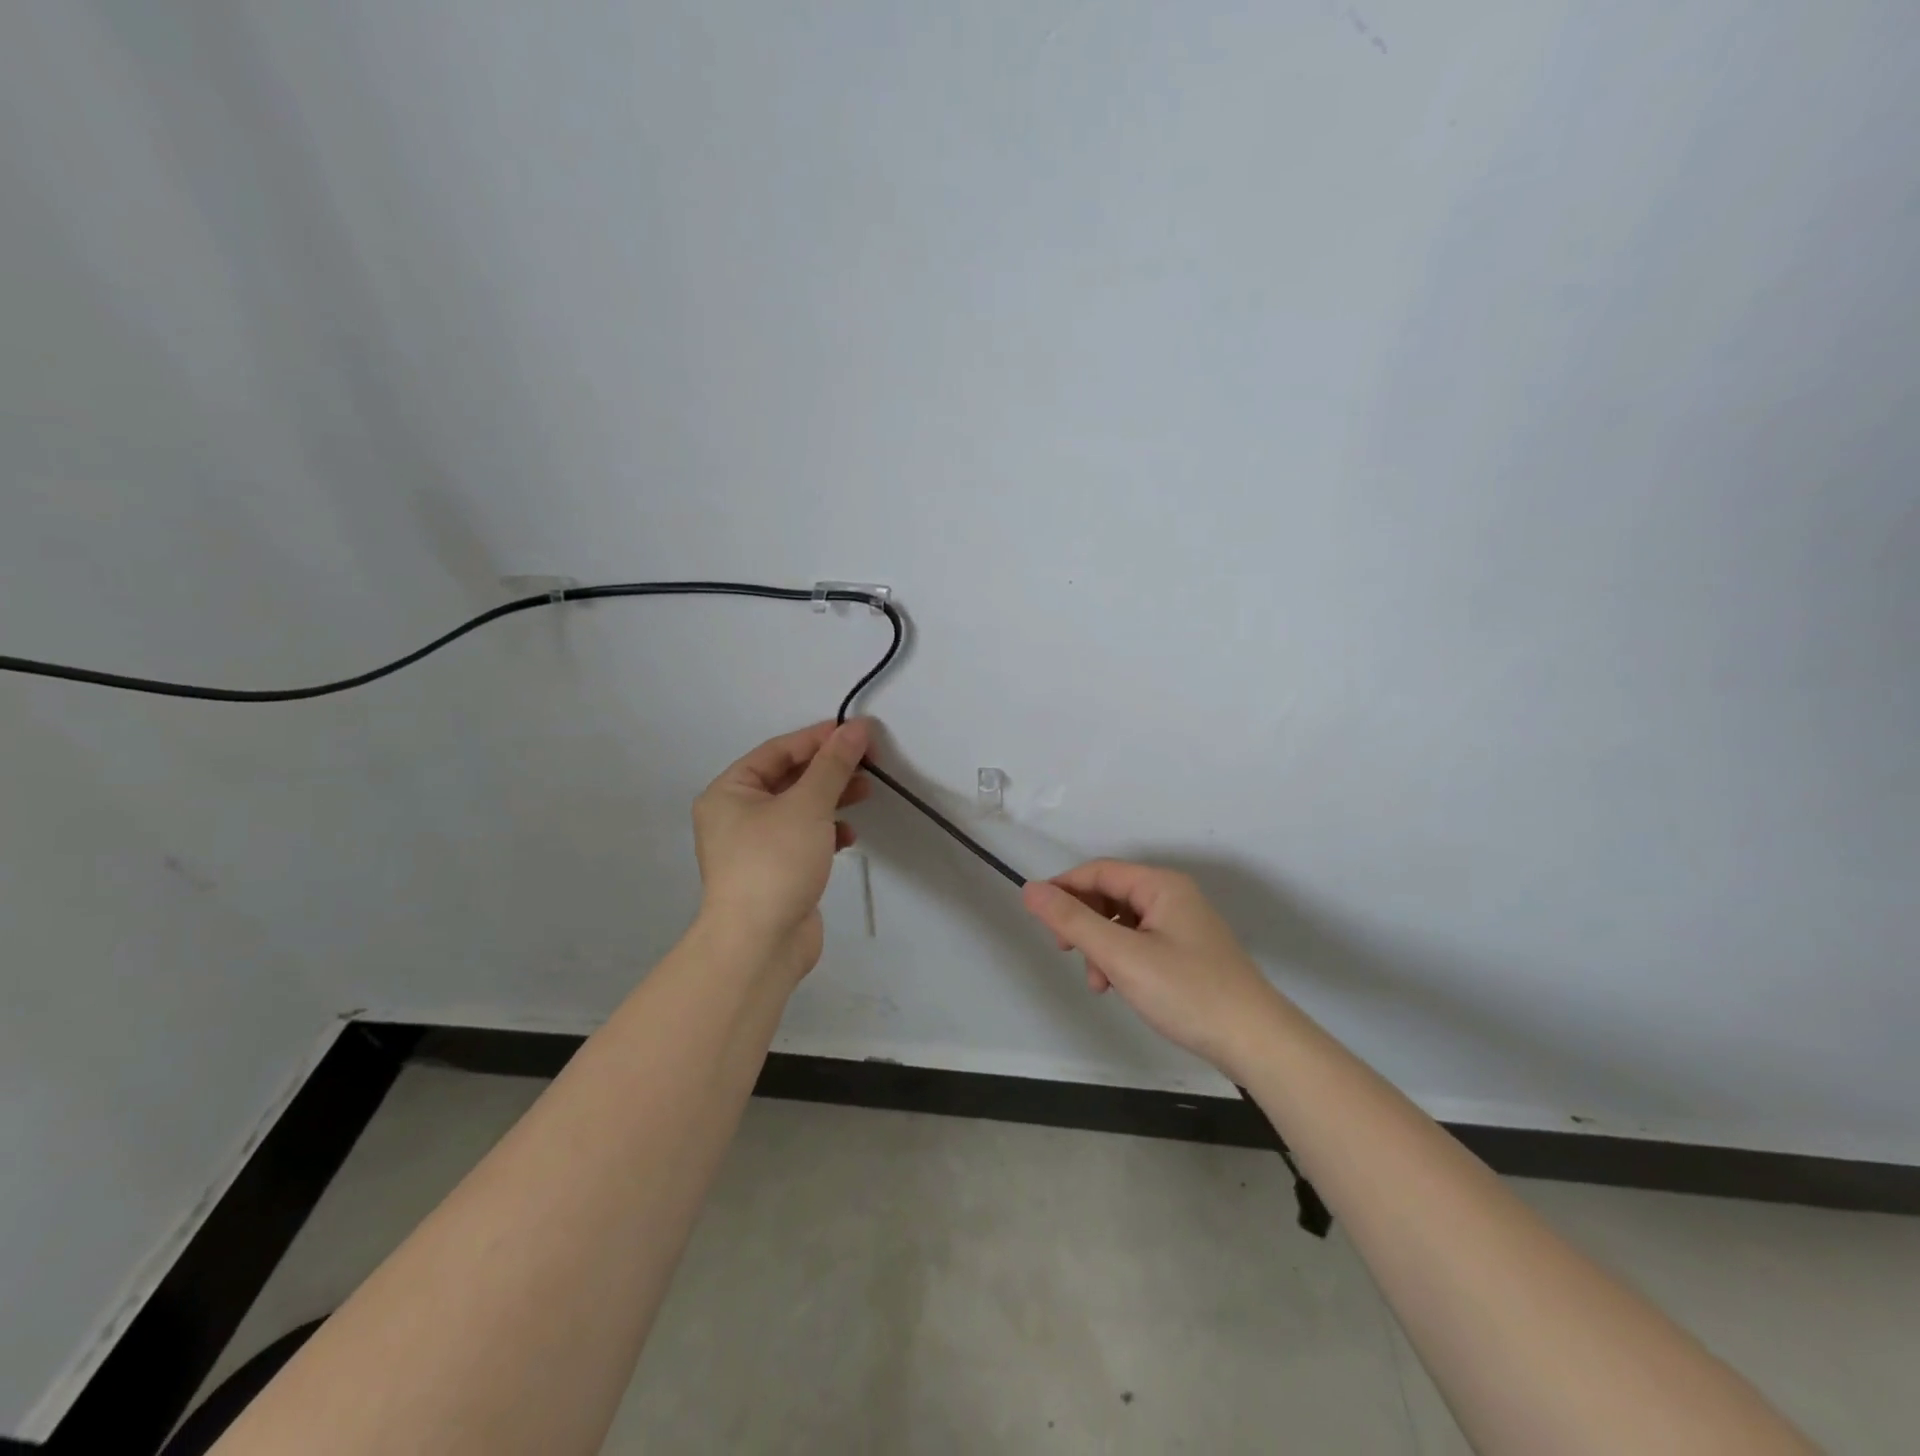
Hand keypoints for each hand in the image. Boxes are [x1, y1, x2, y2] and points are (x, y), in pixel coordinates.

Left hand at [692, 719, 871, 982]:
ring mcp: (754, 847)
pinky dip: (826, 832)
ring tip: (866, 792)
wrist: (759, 944)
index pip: (777, 751)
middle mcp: (735, 815)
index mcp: (729, 792)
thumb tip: (856, 728)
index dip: (818, 739)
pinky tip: (848, 836)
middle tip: (867, 762)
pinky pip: (802, 838)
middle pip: (788, 778)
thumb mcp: (807, 805)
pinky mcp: (774, 872)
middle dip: (829, 769)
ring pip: (798, 809)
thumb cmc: (775, 862)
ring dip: (831, 799)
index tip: (857, 733)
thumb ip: (833, 765)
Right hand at [1021, 860, 1288, 1076]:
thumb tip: (1030, 890)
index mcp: (1161, 885)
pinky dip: (1122, 960)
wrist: (1256, 1042)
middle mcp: (1173, 896)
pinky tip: (1119, 987)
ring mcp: (1183, 925)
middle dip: (1084, 923)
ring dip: (1101, 946)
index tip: (1038, 918)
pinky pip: (1140, 942)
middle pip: (1110, 895)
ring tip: (1099, 983)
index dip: (1064, 889)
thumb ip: (1073, 921)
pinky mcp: (1188, 952)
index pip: (1098, 871)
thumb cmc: (1186, 991)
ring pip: (1123, 922)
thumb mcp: (1121, 955)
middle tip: (1066, 953)